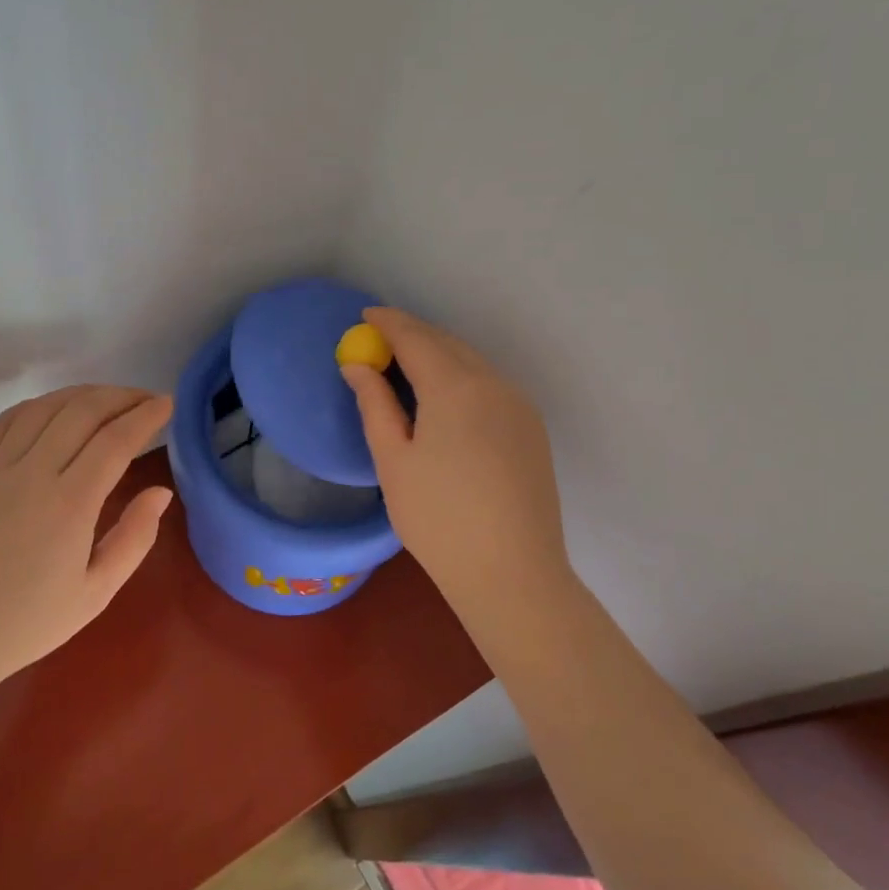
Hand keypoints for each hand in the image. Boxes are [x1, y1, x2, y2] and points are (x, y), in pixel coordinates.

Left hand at [0, 386, 174, 737]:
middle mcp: (32, 474)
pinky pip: (5, 421)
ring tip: (107, 400)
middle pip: (82, 412)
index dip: (146, 415)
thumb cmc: (28, 623)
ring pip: (44, 408)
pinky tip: (54, 409)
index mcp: (70, 505)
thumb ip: (134, 538)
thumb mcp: (96, 593)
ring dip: (82, 394)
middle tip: (145, 399)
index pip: (116, 440)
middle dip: (121, 396)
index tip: (167, 404)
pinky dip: (37, 405)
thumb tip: (160, 492)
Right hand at [341, 309, 567, 607]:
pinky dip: (461, 376)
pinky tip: (445, 396)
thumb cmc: (438, 519)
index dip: (388, 323)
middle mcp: (493, 384)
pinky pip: (489, 384)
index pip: (416, 338)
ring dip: (439, 354)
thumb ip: (375, 404)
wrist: (512, 573)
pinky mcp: (531, 427)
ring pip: (472, 362)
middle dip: (413, 335)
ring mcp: (518, 405)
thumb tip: (357, 366)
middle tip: (380, 338)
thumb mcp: (393, 460)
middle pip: (447, 344)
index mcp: (455, 387)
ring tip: (407, 364)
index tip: (365, 316)